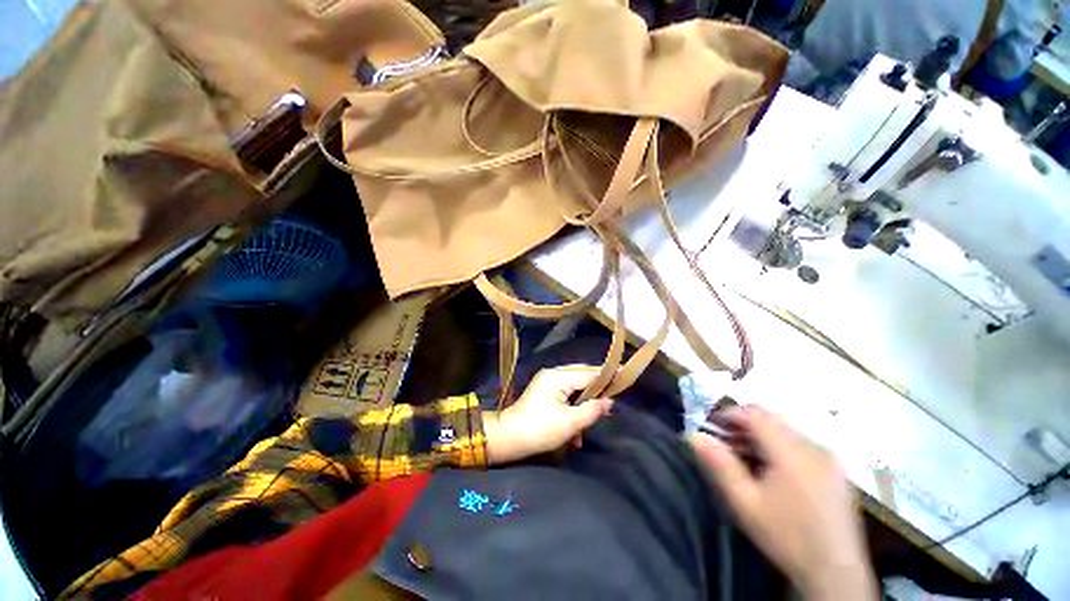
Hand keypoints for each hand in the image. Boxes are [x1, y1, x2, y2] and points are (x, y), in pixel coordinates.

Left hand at [483, 365, 612, 464]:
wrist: (508, 439)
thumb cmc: (539, 430)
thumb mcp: (571, 422)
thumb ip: (593, 410)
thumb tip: (609, 402)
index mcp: (558, 377)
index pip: (591, 373)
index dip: (609, 378)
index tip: (627, 379)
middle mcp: (553, 376)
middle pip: (584, 379)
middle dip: (596, 396)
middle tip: (609, 408)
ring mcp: (547, 386)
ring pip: (576, 391)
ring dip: (584, 409)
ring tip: (588, 427)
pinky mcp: (543, 397)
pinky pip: (566, 399)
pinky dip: (573, 413)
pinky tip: (575, 434)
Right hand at [689, 407, 875, 600]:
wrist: (831, 560)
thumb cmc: (784, 535)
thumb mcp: (747, 505)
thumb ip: (722, 468)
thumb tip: (696, 437)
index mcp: (790, 450)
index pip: (760, 414)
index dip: (735, 414)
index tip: (713, 426)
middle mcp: (814, 444)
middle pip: (778, 424)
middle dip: (750, 431)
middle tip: (727, 448)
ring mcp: (830, 456)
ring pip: (794, 438)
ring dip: (770, 444)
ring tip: (750, 465)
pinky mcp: (838, 469)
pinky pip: (809, 451)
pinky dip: (789, 455)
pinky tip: (781, 480)